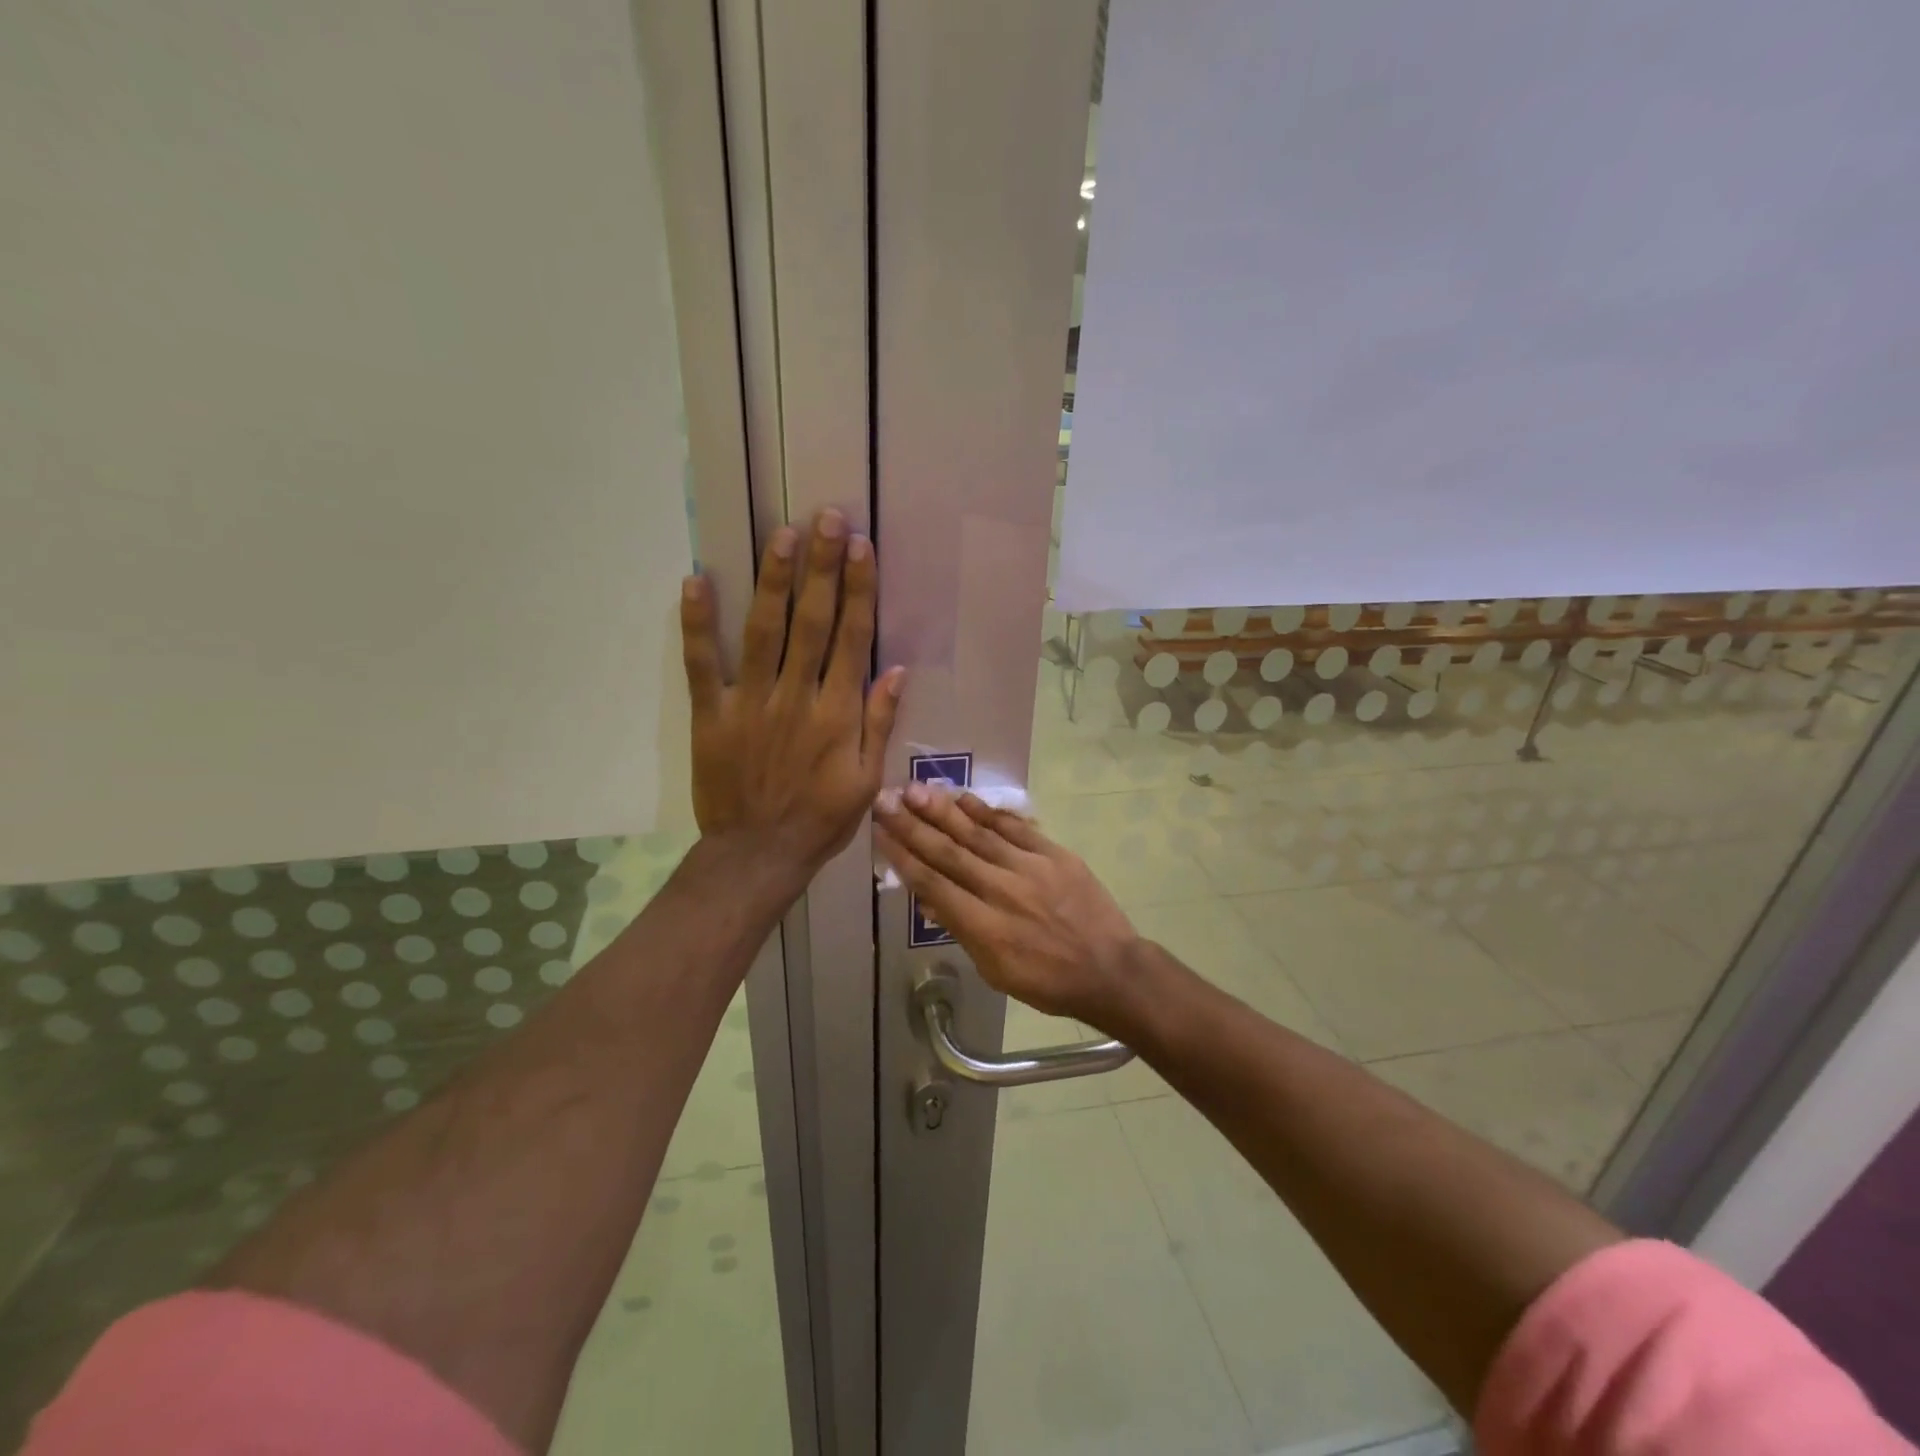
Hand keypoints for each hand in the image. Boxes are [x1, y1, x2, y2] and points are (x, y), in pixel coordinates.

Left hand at [681, 508, 904, 881]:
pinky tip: (697, 581)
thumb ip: (879, 723)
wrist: (759, 854)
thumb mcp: (866, 780)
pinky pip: (702, 664)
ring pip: (764, 632)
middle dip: (821, 567)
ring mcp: (749, 703)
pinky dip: (698, 624)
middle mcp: (796, 697)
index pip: (851, 639)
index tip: (861, 547)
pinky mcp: (711, 715)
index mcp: (836, 714)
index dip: (858, 590)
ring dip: (774, 581)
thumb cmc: (820, 819)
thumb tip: (897, 669)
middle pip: (811, 622)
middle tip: (826, 518)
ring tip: (783, 534)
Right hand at [872, 785, 1142, 1024]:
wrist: (1109, 969)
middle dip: (912, 825)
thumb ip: (962, 932)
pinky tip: (964, 799)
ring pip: (978, 833)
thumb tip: (930, 901)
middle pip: (948, 852)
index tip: (880, 832)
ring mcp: (1029, 868)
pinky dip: (988, 812)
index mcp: (984, 927)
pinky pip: (1015, 828)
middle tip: (886, 799)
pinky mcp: (1053, 854)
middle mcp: (1001, 890)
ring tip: (916, 789)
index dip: (903, 856)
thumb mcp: (995, 971)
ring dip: (943, 810)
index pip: (933, 883)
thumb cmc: (1047, 981)